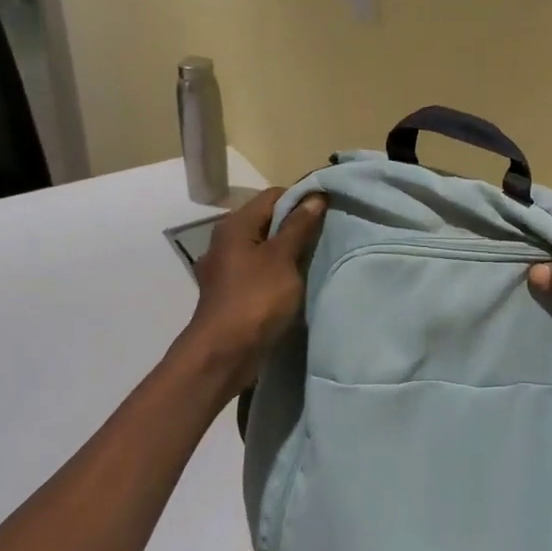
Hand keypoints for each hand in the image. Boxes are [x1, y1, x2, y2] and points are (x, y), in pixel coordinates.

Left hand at [182, 188, 326, 390]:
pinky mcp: (232, 291)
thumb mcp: (283, 258)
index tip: (328, 210)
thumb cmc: (255, 299)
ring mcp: (227, 268)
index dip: (301, 199)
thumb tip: (314, 197)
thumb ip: (299, 226)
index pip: (273, 196)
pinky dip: (278, 271)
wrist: (223, 354)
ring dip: (289, 250)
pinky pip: (260, 269)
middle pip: (268, 220)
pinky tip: (296, 281)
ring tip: (316, 257)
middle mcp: (226, 241)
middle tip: (326, 235)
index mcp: (235, 225)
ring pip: (265, 247)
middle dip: (297, 225)